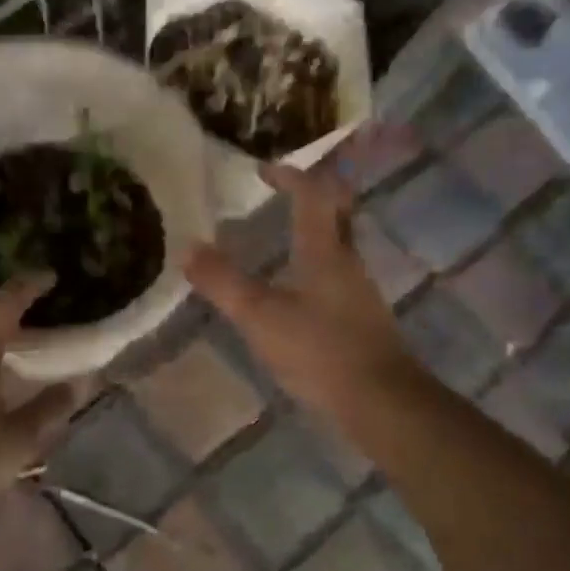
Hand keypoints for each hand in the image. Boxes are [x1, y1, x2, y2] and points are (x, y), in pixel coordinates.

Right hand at [185, 161, 418, 423]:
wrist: (380, 400)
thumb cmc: (320, 351)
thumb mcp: (260, 317)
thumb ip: (224, 282)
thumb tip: (189, 248)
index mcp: (325, 250)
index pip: (312, 194)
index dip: (288, 176)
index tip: (263, 170)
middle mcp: (348, 261)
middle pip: (335, 213)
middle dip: (309, 196)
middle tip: (278, 195)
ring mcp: (360, 290)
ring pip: (337, 245)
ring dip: (313, 231)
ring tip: (279, 238)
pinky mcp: (362, 317)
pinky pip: (337, 275)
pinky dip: (315, 265)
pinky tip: (296, 289)